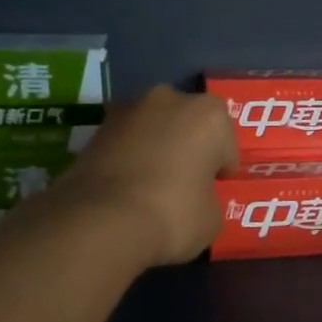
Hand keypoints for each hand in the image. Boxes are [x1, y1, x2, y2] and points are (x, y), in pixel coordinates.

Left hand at [44, 87, 238, 266]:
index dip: (221, 168)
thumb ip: (209, 197)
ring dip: (157, 149)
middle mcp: (169, 99)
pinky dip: (130, 158)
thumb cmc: (174, 214)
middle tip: (186, 182)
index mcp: (209, 115)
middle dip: (189, 147)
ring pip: (154, 129)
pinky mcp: (95, 129)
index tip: (214, 188)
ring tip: (153, 187)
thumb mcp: (212, 217)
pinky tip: (128, 188)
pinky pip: (126, 143)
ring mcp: (127, 111)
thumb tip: (195, 198)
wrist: (102, 222)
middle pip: (188, 124)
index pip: (226, 143)